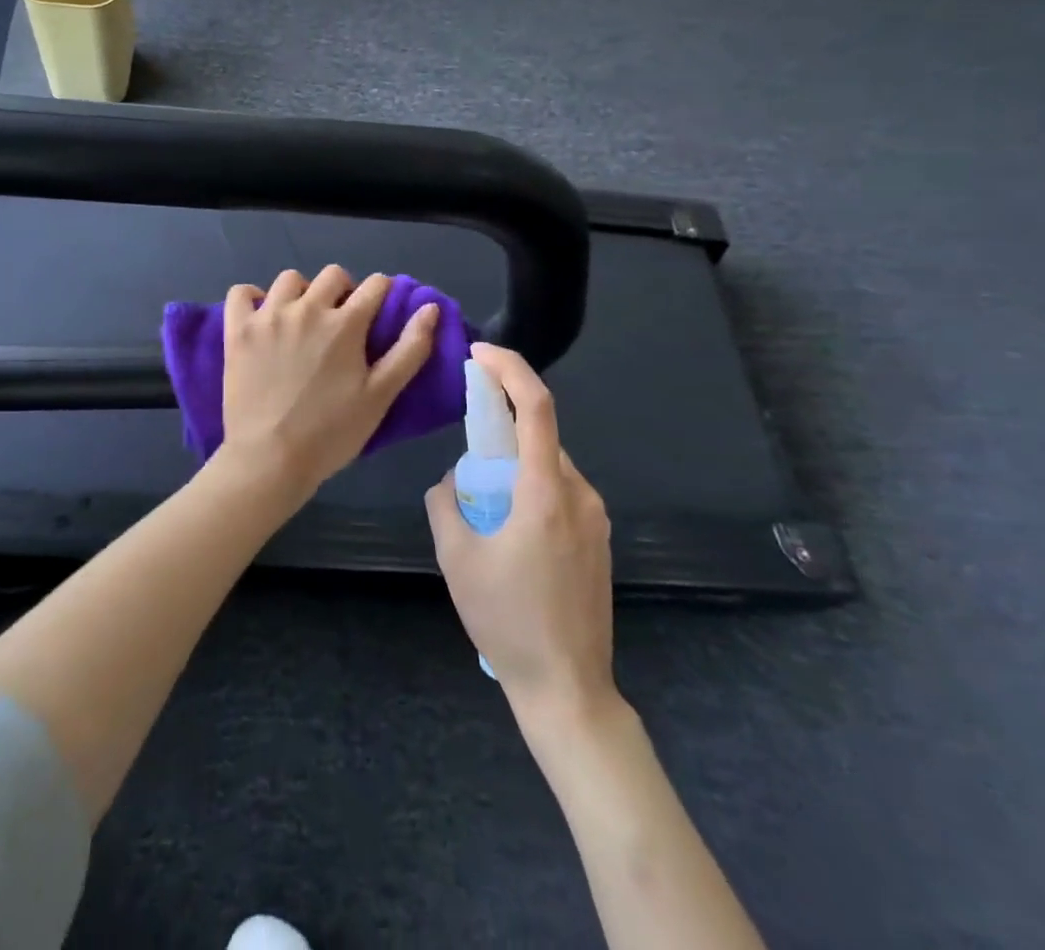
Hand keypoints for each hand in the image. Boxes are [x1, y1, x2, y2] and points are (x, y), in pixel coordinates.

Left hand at [219, 266, 438, 497]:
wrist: (270, 460)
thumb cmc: (331, 433)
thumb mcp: (380, 396)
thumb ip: (410, 350)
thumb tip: (430, 308)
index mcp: (345, 324)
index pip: (375, 285)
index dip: (383, 293)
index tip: (379, 311)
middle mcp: (306, 308)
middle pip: (333, 275)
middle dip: (344, 290)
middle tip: (341, 321)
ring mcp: (267, 317)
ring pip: (289, 279)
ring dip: (302, 292)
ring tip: (302, 319)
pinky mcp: (237, 330)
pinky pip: (241, 293)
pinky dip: (252, 297)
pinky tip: (262, 316)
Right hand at [425, 342, 616, 715]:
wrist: (568, 689)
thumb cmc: (508, 621)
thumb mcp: (457, 558)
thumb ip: (445, 502)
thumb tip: (454, 480)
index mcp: (546, 493)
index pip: (535, 407)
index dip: (510, 369)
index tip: (479, 354)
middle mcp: (580, 495)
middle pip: (540, 436)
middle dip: (502, 426)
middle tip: (466, 449)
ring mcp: (596, 519)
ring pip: (549, 466)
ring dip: (515, 464)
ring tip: (483, 506)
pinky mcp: (599, 540)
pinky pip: (560, 493)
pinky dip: (530, 488)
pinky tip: (509, 530)